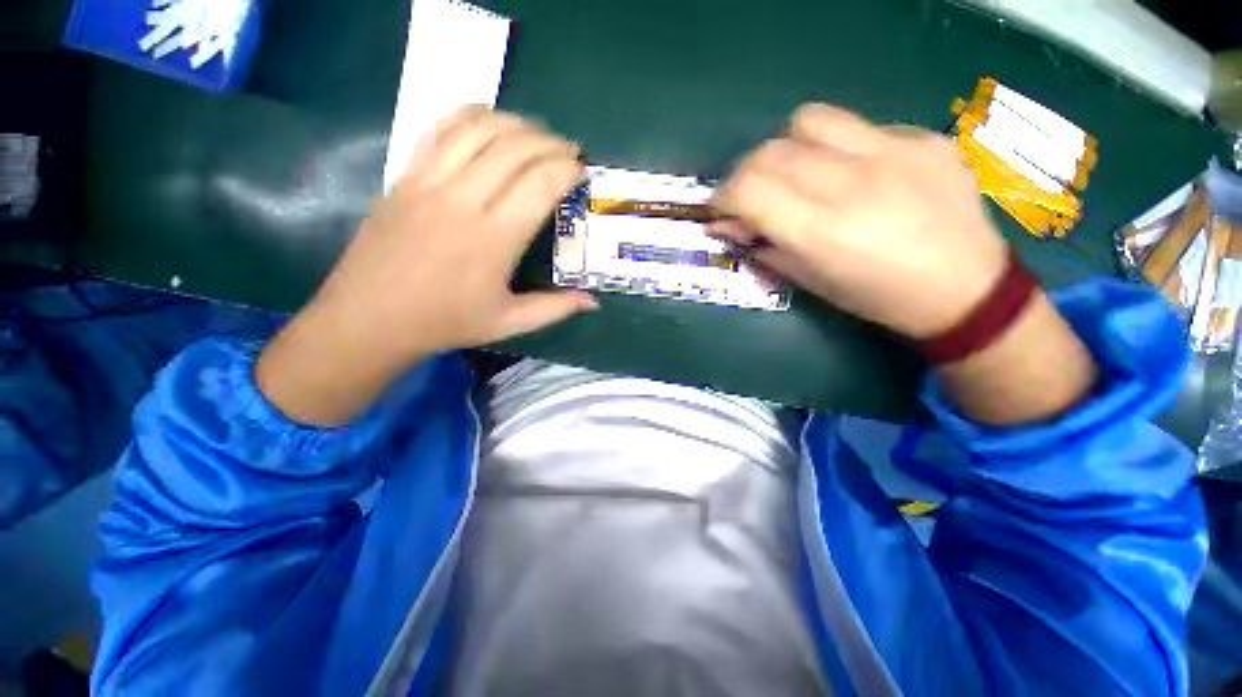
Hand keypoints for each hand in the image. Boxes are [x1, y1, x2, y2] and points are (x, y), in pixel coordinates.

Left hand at [256, 106, 595, 425]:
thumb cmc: (446, 323)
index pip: (539, 184)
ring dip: (515, 123)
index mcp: (493, 238)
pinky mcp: (405, 176)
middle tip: (568, 150)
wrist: (370, 318)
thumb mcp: (509, 323)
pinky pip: (441, 130)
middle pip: (514, 148)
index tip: (582, 169)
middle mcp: (463, 199)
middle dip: (549, 142)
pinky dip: (471, 117)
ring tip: (536, 134)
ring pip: (478, 129)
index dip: (566, 169)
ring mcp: (429, 182)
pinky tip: (490, 123)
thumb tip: (593, 301)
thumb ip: (555, 309)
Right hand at [712, 103, 1007, 338]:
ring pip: (809, 122)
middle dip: (746, 175)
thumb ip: (765, 248)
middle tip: (753, 197)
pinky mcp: (922, 138)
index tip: (723, 212)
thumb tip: (728, 226)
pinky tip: (855, 174)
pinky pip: (859, 127)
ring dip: (788, 148)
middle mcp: (851, 183)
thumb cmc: (876, 298)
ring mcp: (893, 152)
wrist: (966, 289)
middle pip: (770, 152)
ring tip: (799, 172)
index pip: (747, 189)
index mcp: (820, 231)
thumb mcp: (810, 283)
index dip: (723, 199)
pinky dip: (838, 149)